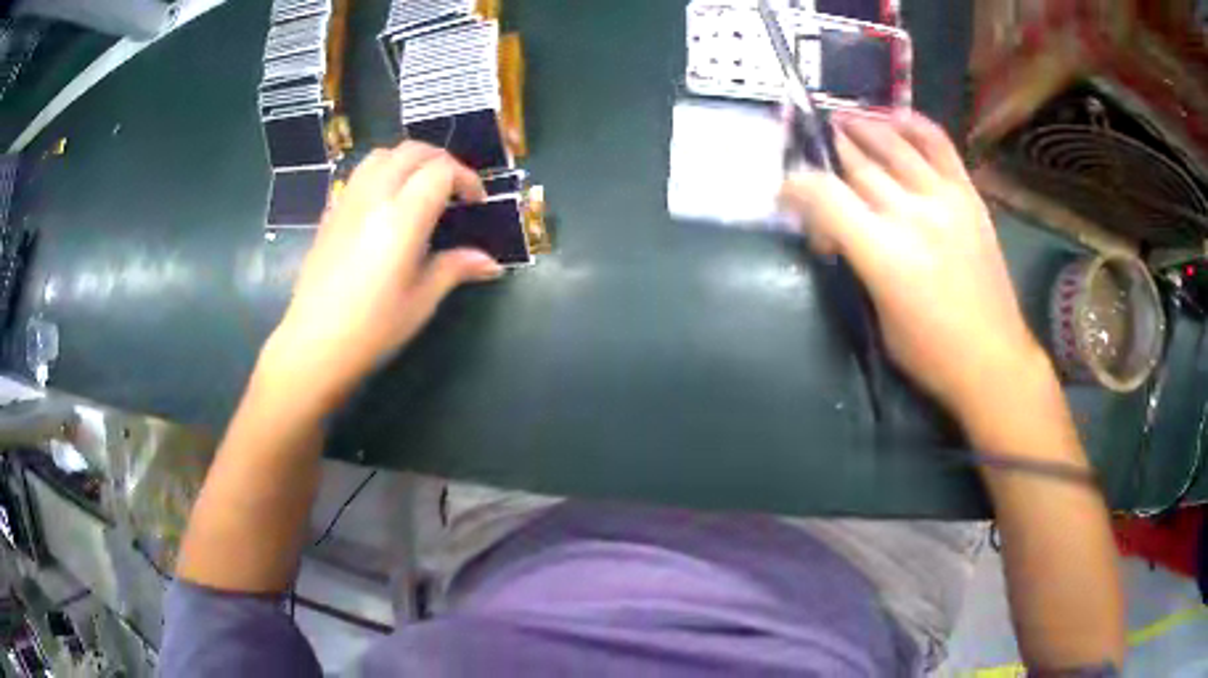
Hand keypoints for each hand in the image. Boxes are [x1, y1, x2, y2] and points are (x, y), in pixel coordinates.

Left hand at [264, 143, 502, 404]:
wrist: (314, 344)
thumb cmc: (373, 327)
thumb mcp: (422, 300)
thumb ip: (456, 268)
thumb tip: (491, 263)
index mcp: (402, 216)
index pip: (441, 170)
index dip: (465, 178)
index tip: (475, 203)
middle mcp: (374, 197)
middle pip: (412, 151)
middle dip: (441, 161)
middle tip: (454, 189)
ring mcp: (347, 201)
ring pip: (382, 155)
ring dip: (408, 160)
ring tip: (420, 188)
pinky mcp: (330, 213)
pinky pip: (359, 174)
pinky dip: (382, 173)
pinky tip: (385, 205)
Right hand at [780, 112, 1050, 418]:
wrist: (993, 360)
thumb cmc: (931, 354)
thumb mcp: (878, 317)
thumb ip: (857, 263)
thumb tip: (837, 231)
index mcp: (884, 254)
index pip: (825, 196)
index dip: (795, 187)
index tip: (786, 195)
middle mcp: (912, 215)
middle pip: (857, 165)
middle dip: (827, 157)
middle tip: (815, 155)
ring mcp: (944, 199)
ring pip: (893, 145)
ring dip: (861, 128)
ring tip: (843, 120)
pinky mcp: (968, 196)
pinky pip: (939, 145)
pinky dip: (914, 125)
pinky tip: (895, 117)